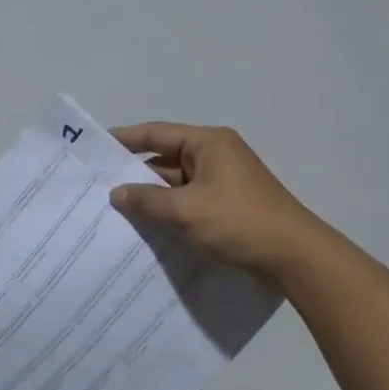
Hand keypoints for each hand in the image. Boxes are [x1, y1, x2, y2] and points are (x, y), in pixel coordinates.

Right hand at [110, 123, 325, 280]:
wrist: (294, 256)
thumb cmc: (239, 222)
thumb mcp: (186, 210)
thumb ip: (147, 200)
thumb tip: (117, 193)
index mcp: (208, 143)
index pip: (157, 133)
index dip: (125, 139)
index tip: (94, 148)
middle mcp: (216, 155)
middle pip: (165, 158)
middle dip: (134, 173)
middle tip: (97, 185)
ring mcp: (223, 181)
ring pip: (176, 183)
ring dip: (151, 195)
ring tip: (114, 209)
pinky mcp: (227, 206)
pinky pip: (188, 201)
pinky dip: (168, 210)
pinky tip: (146, 226)